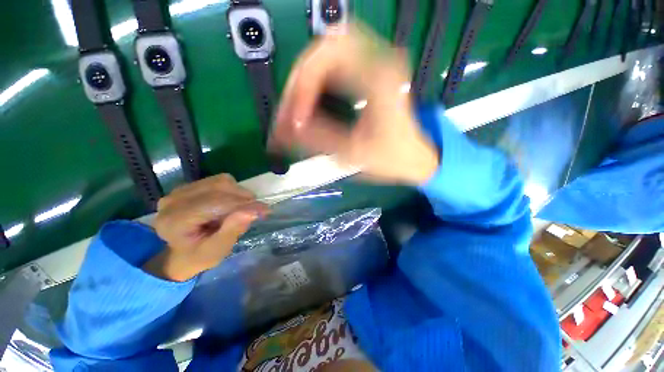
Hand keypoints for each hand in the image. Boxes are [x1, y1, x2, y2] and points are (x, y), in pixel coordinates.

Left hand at [145, 174, 268, 281]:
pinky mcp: (188, 186)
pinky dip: (232, 191)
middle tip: (254, 212)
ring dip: (238, 194)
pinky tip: (230, 204)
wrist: (182, 253)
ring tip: (239, 210)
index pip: (216, 202)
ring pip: (221, 181)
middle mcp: (173, 200)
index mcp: (176, 220)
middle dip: (243, 198)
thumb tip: (252, 211)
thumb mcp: (218, 250)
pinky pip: (218, 180)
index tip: (265, 210)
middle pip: (219, 187)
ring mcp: (179, 190)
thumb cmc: (200, 256)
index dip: (244, 204)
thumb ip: (233, 230)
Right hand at [272, 23, 438, 184]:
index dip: (303, 85)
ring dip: (306, 80)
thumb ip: (318, 139)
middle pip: (324, 48)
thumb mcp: (354, 154)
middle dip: (300, 80)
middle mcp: (379, 61)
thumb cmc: (391, 158)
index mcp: (380, 79)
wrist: (414, 157)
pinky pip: (334, 65)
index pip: (328, 57)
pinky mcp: (368, 74)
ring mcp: (375, 64)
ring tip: (295, 109)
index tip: (294, 119)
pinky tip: (309, 103)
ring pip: (327, 53)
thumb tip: (284, 131)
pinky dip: (316, 82)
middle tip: (289, 111)